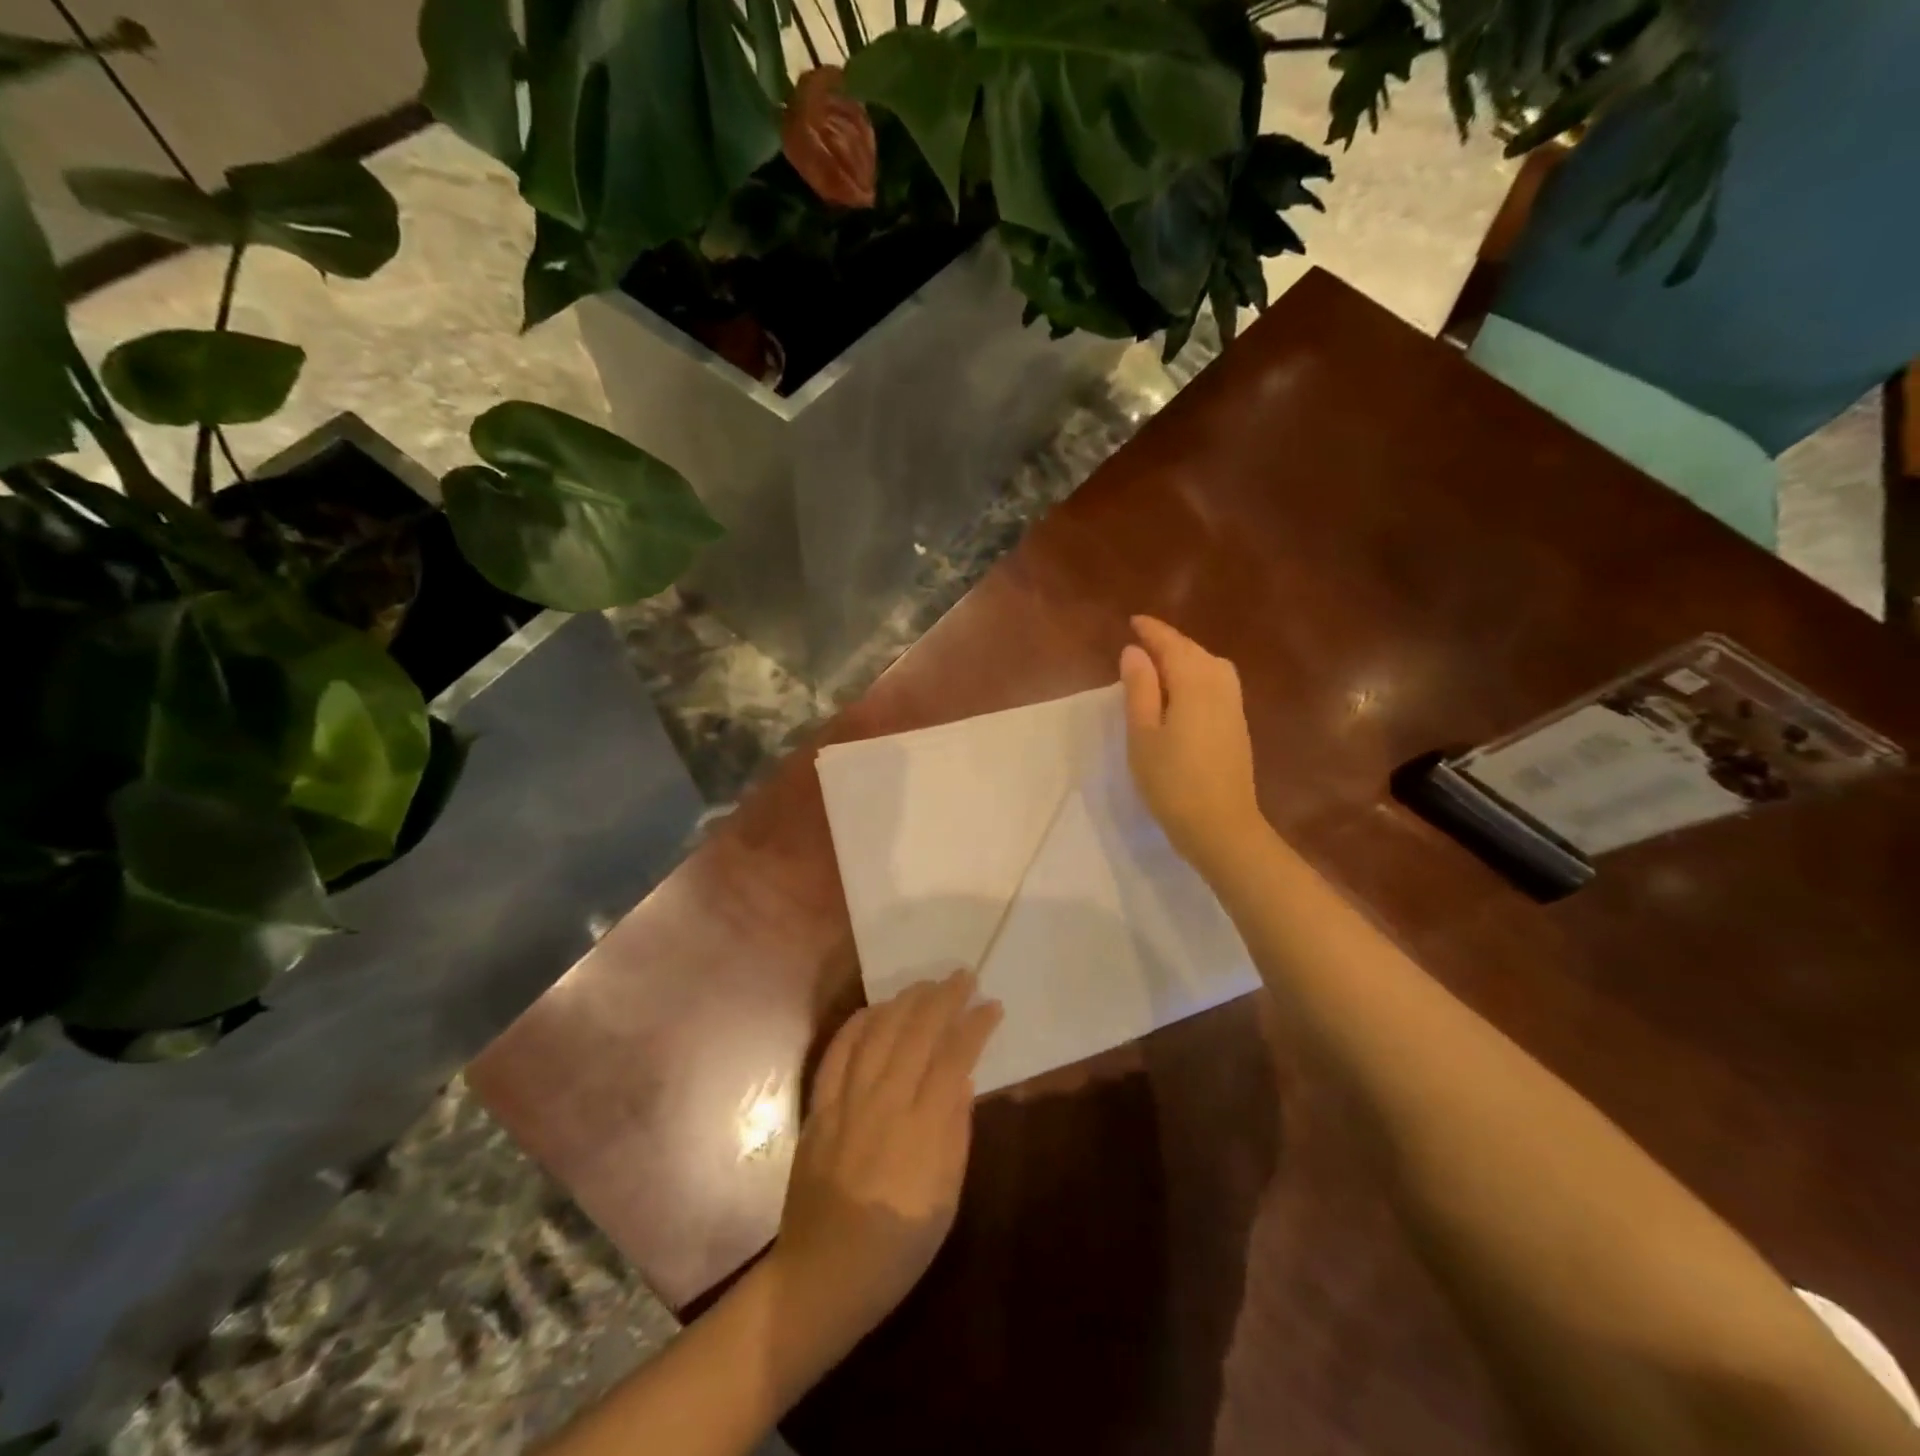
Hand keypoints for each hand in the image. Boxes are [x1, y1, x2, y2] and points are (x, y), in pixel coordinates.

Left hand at [769, 970, 1002, 1357]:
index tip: (992, 1006)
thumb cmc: (898, 1247)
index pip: (953, 1057)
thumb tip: (963, 1079)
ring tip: (925, 984)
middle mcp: (884, 1103)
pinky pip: (838, 1052)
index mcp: (922, 1129)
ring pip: (878, 1032)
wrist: (823, 1277)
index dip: (975, 1026)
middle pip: (916, 1033)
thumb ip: (956, 1133)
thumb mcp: (946, 1199)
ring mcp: (846, 1101)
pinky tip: (874, 1009)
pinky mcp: (820, 1108)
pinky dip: (858, 1024)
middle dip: (943, 998)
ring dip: (904, 1001)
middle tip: (963, 977)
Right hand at [1119, 615, 1263, 872]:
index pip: (1171, 645)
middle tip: (1142, 642)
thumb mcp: (1143, 734)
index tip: (1134, 621)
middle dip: (1169, 643)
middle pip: (1194, 652)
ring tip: (1160, 665)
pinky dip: (1198, 676)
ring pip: (1210, 667)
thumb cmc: (1172, 781)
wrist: (1221, 826)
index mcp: (1194, 682)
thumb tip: (1135, 652)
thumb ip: (1139, 689)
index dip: (1152, 632)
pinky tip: (1183, 693)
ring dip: (1186, 659)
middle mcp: (1220, 685)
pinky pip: (1217, 684)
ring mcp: (1234, 706)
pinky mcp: (1238, 726)